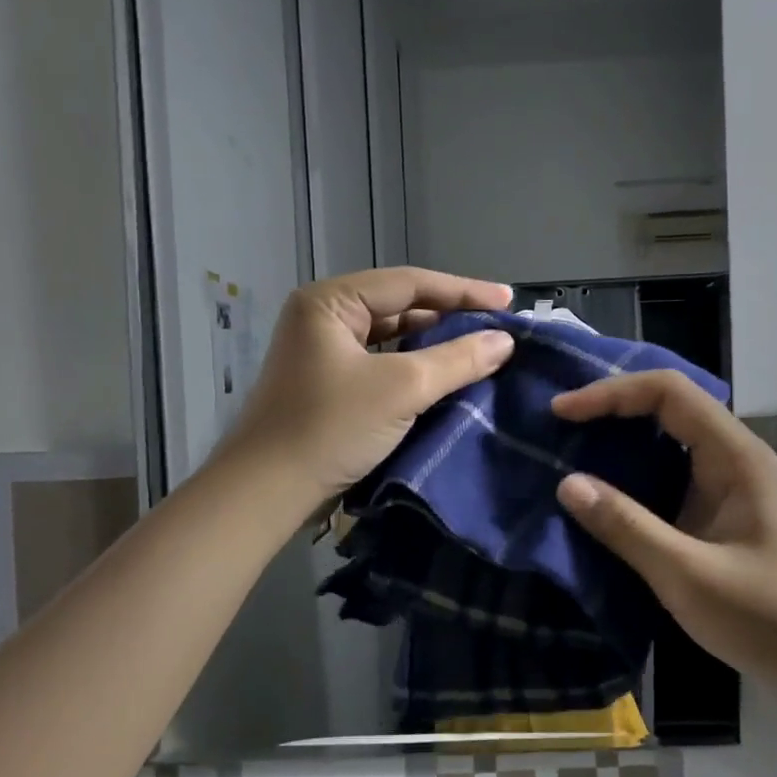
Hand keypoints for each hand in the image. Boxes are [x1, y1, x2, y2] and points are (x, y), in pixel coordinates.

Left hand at [218, 267, 516, 506]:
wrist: (266, 494)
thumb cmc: (330, 428)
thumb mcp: (402, 389)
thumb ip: (457, 360)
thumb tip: (505, 342)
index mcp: (330, 302)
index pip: (409, 283)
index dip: (464, 291)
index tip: (510, 302)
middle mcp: (323, 317)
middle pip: (400, 306)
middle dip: (450, 316)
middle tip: (499, 326)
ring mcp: (323, 352)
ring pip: (391, 337)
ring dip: (434, 343)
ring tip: (481, 348)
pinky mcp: (328, 384)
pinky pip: (382, 363)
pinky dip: (415, 367)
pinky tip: (446, 376)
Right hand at [552, 371, 776, 687]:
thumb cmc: (772, 617)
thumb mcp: (689, 575)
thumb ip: (627, 527)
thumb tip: (567, 483)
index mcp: (734, 455)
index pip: (667, 392)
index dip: (610, 393)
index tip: (561, 413)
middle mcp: (732, 458)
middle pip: (667, 407)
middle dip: (611, 409)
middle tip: (556, 427)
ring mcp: (729, 487)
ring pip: (667, 442)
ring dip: (619, 442)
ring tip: (566, 453)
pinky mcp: (721, 515)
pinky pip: (670, 478)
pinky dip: (632, 477)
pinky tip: (602, 497)